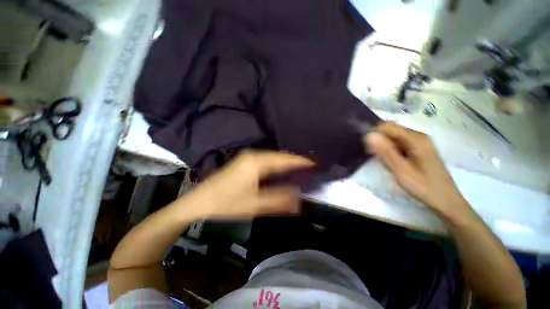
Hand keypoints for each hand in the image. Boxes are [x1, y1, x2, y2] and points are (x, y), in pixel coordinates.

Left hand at [190, 151, 313, 218]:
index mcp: (257, 161)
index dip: (301, 161)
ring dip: (286, 164)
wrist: (200, 200)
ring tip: (301, 170)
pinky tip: (282, 172)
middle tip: (310, 169)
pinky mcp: (245, 162)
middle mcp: (254, 155)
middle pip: (280, 156)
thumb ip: (278, 201)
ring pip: (273, 158)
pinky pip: (267, 161)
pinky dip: (277, 166)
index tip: (315, 164)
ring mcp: (248, 157)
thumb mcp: (254, 205)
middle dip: (295, 162)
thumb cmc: (226, 202)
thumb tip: (299, 199)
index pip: (284, 159)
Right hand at [364, 122, 471, 220]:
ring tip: (387, 163)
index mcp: (416, 139)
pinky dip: (391, 151)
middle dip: (380, 142)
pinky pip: (399, 144)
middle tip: (378, 159)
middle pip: (391, 131)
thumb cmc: (423, 187)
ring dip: (385, 148)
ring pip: (394, 138)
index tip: (370, 151)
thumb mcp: (401, 170)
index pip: (387, 127)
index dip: (375, 136)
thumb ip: (385, 152)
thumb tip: (369, 135)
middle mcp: (418, 136)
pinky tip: (394, 163)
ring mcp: (420, 142)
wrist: (445, 201)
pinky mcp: (419, 149)